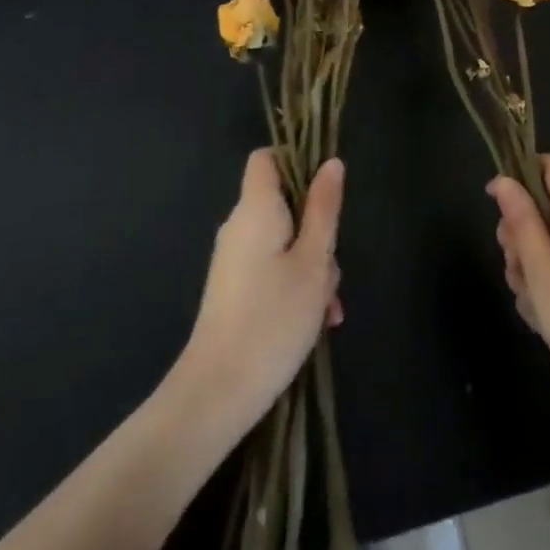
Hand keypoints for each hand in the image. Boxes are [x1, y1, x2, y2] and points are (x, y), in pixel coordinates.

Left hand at [174, 150, 344, 438]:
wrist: (218, 391)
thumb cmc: (273, 318)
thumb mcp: (313, 261)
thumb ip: (324, 209)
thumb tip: (331, 163)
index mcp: (256, 209)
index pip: (266, 158)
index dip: (296, 161)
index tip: (326, 191)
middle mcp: (239, 227)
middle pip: (284, 204)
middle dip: (317, 229)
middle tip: (332, 269)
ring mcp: (234, 259)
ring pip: (284, 241)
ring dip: (311, 265)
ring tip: (327, 308)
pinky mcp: (234, 288)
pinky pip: (271, 267)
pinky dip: (295, 283)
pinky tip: (316, 320)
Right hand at [489, 155, 549, 434]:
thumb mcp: (542, 273)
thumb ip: (522, 223)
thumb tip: (503, 180)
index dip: (522, 172)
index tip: (497, 204)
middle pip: (544, 207)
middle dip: (519, 234)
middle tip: (516, 269)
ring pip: (548, 243)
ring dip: (529, 267)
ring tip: (533, 304)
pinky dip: (546, 287)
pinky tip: (545, 319)